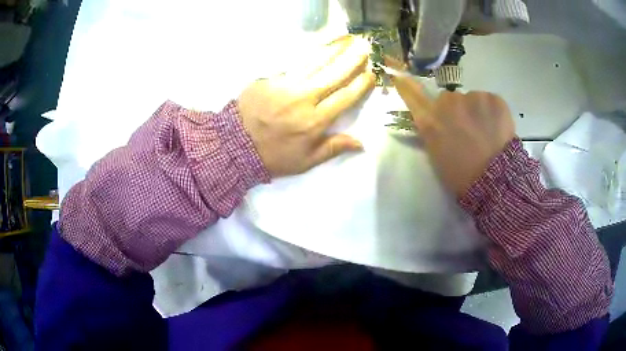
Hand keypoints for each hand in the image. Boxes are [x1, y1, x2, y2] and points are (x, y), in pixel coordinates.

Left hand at [238, 36, 374, 177]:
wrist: (236, 145)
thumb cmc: (273, 156)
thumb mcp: (306, 161)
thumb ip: (333, 148)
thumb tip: (361, 143)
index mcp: (315, 121)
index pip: (344, 98)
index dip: (360, 85)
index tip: (371, 74)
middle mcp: (304, 99)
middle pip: (333, 75)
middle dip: (352, 60)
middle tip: (365, 47)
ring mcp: (285, 86)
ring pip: (315, 63)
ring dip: (333, 50)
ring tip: (347, 39)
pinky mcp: (270, 79)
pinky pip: (293, 64)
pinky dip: (309, 54)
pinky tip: (319, 46)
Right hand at [388, 59, 514, 196]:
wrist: (496, 183)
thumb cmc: (462, 176)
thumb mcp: (437, 155)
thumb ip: (432, 130)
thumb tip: (434, 118)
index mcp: (431, 121)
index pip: (411, 93)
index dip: (403, 80)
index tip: (392, 65)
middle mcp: (448, 103)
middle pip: (448, 98)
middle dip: (456, 110)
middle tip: (468, 131)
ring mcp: (472, 98)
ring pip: (471, 100)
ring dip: (476, 111)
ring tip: (486, 133)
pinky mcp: (493, 98)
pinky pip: (489, 101)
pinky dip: (492, 112)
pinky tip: (497, 129)